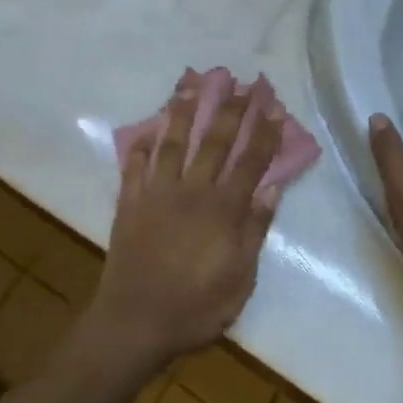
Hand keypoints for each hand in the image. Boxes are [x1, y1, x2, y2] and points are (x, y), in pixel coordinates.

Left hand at [89, 72, 281, 367]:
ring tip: (191, 83)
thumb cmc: (196, 308)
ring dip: (183, 111)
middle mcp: (192, 192)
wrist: (135, 322)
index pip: (249, 162)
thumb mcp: (240, 279)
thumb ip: (255, 231)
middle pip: (214, 142)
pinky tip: (148, 126)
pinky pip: (134, 165)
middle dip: (230, 109)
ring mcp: (157, 194)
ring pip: (172, 143)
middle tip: (240, 80)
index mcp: (223, 211)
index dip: (263, 133)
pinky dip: (141, 144)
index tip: (272, 106)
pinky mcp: (129, 203)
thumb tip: (272, 188)